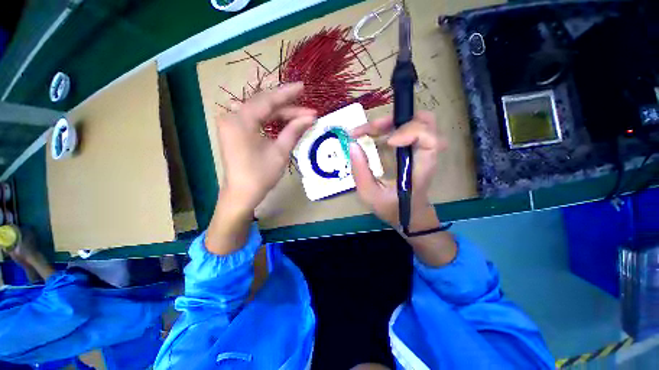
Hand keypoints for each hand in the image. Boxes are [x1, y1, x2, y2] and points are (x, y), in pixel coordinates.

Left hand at [207, 83, 315, 254]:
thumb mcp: (280, 152)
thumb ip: (294, 130)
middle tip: (308, 110)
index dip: (287, 94)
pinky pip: (256, 119)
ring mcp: (232, 123)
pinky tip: (285, 121)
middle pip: (264, 105)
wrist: (242, 194)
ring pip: (261, 111)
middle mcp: (232, 116)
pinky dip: (272, 120)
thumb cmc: (260, 175)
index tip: (303, 87)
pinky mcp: (235, 131)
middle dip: (288, 107)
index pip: (267, 100)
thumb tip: (311, 117)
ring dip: (281, 114)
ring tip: (301, 116)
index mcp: (240, 120)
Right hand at [349, 111, 445, 230]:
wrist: (410, 215)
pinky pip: (408, 128)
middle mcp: (425, 155)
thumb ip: (360, 171)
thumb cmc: (392, 208)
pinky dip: (390, 127)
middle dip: (395, 121)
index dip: (409, 132)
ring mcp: (421, 150)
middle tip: (370, 130)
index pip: (429, 139)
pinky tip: (374, 135)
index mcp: (420, 168)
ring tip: (369, 131)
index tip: (388, 141)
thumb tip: (352, 145)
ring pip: (417, 121)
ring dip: (392, 121)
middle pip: (425, 122)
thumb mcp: (370, 194)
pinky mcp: (414, 149)